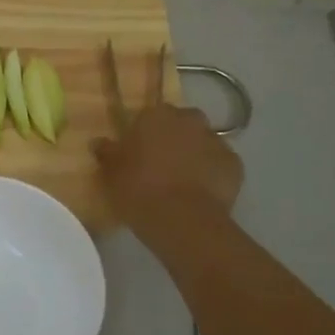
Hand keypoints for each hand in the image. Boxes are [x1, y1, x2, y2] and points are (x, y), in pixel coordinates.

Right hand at [94, 102, 242, 239]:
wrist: (182, 220)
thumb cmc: (138, 190)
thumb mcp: (111, 173)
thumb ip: (107, 153)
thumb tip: (99, 142)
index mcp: (156, 115)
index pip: (149, 115)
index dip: (144, 134)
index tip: (137, 152)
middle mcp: (189, 120)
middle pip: (181, 124)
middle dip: (173, 138)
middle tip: (160, 164)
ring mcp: (216, 141)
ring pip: (202, 143)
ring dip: (194, 155)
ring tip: (181, 182)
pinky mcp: (235, 165)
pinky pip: (220, 165)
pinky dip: (212, 174)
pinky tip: (200, 194)